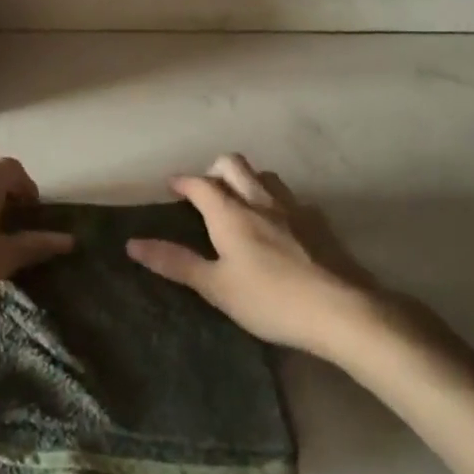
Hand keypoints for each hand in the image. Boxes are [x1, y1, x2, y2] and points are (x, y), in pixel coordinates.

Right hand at [126, 153, 389, 356]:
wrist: (341, 309)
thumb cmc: (270, 300)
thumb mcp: (216, 287)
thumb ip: (175, 262)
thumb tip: (132, 244)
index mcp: (231, 213)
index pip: (200, 183)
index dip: (183, 181)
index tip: (171, 186)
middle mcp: (260, 199)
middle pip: (233, 164)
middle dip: (214, 169)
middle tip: (204, 191)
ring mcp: (293, 207)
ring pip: (264, 175)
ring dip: (246, 179)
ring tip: (239, 202)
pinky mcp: (318, 222)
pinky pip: (290, 198)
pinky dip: (275, 200)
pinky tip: (278, 224)